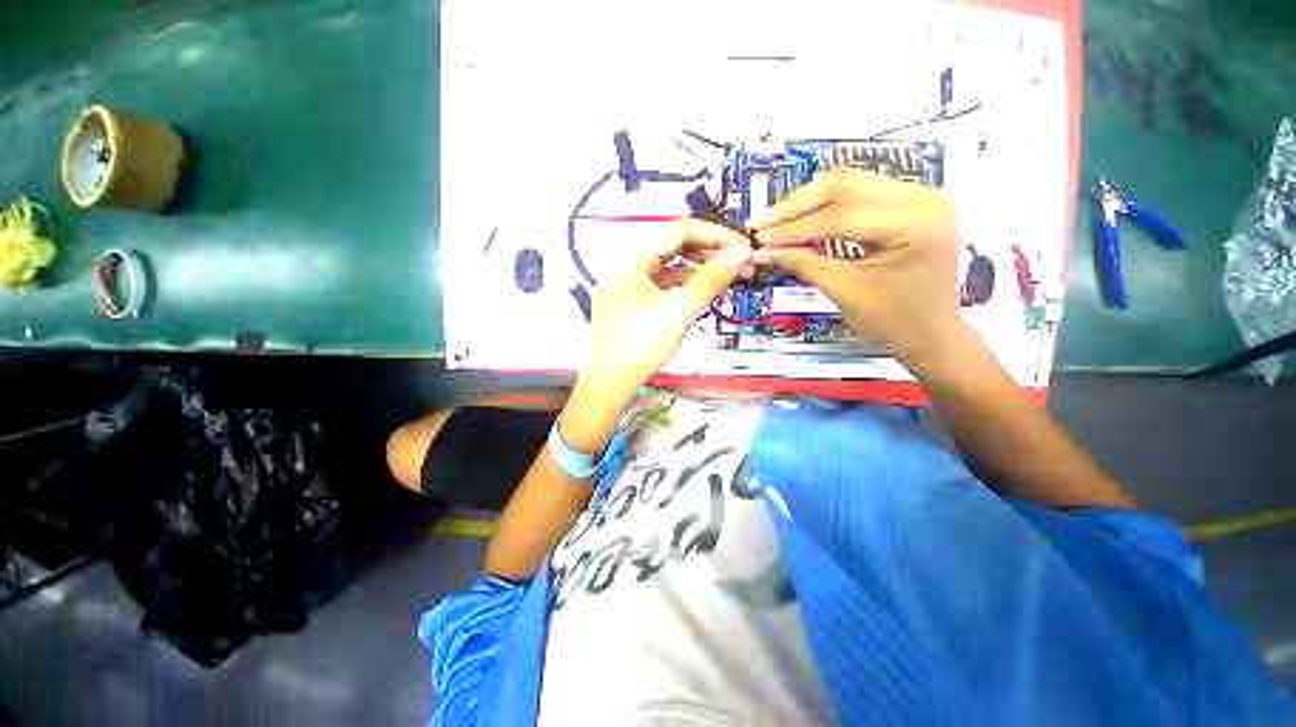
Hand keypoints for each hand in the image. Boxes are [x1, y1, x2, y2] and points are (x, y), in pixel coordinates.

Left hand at [562, 220, 751, 451]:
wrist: (610, 383)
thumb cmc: (639, 346)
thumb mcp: (679, 311)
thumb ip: (711, 279)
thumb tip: (741, 253)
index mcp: (628, 258)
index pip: (676, 231)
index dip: (712, 234)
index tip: (741, 244)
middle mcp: (625, 264)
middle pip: (672, 246)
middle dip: (708, 252)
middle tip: (739, 261)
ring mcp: (628, 284)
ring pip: (668, 266)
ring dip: (698, 269)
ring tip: (728, 276)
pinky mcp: (632, 301)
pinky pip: (662, 284)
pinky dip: (684, 284)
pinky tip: (705, 289)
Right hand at [749, 169, 967, 371]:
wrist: (932, 334)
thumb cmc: (894, 321)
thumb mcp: (845, 292)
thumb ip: (804, 264)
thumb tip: (763, 250)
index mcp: (917, 222)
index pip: (843, 214)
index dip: (795, 227)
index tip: (759, 237)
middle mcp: (924, 196)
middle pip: (846, 186)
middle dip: (797, 205)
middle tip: (761, 223)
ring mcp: (919, 196)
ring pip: (850, 184)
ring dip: (808, 202)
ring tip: (775, 221)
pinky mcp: (908, 203)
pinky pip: (859, 194)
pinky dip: (825, 206)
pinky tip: (802, 219)